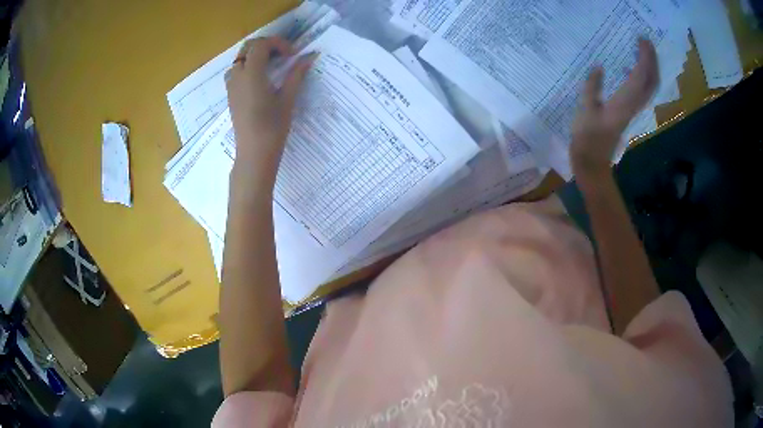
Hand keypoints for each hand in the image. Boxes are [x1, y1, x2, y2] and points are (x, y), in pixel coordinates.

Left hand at [225, 37, 315, 187]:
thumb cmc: (272, 128)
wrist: (254, 154)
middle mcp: (238, 76)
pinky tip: (261, 79)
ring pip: (240, 59)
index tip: (292, 55)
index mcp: (252, 74)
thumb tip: (309, 57)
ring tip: (272, 65)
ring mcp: (231, 86)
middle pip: (247, 47)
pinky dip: (248, 67)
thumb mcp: (287, 99)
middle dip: (265, 45)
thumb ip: (296, 75)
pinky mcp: (231, 96)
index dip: (278, 43)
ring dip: (255, 55)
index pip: (261, 45)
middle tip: (282, 55)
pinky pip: (236, 72)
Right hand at [570, 38, 658, 178]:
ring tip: (644, 52)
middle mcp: (634, 106)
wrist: (593, 163)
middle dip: (653, 61)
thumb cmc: (587, 139)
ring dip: (651, 69)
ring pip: (650, 88)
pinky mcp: (629, 112)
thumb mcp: (585, 111)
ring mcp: (633, 110)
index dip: (644, 58)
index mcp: (624, 103)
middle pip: (652, 83)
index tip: (642, 40)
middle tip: (646, 42)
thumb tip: (598, 67)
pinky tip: (635, 69)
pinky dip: (644, 78)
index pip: (641, 77)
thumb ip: (592, 88)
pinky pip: (643, 92)